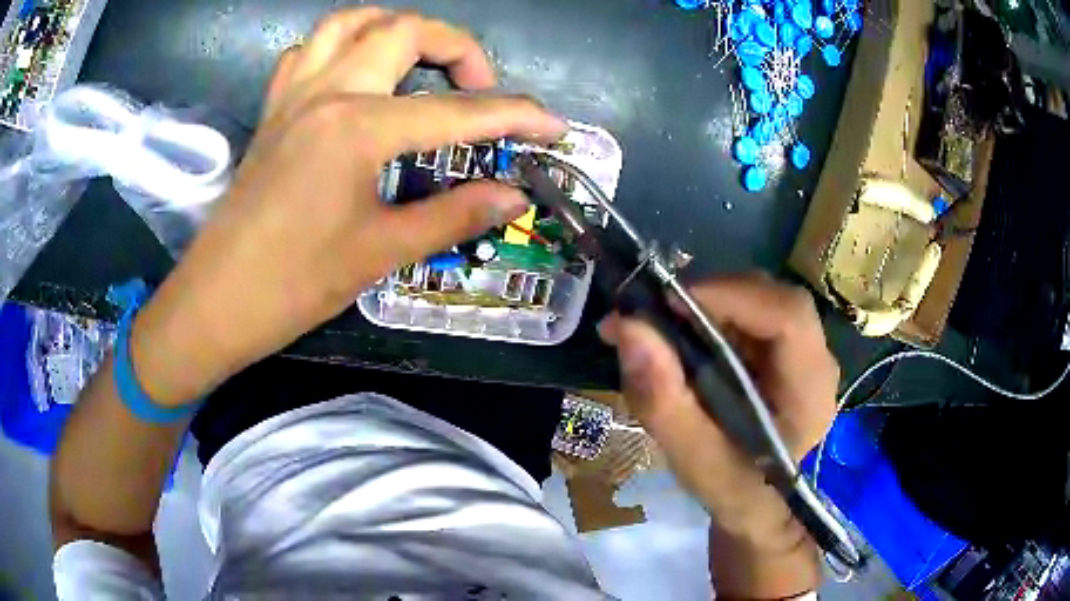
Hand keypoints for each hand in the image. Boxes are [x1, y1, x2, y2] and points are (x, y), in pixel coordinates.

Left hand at [129, 8, 566, 404]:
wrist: (217, 302)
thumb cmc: (294, 285)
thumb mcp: (381, 252)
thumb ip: (453, 213)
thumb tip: (513, 195)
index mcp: (358, 129)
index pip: (457, 111)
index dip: (514, 116)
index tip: (552, 126)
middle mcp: (327, 92)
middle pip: (405, 30)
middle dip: (458, 48)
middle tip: (478, 89)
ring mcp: (294, 94)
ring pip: (351, 22)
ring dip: (396, 29)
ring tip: (420, 63)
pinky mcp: (273, 109)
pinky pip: (308, 50)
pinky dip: (341, 45)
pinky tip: (354, 74)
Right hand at [599, 274, 836, 595]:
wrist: (753, 500)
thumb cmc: (729, 487)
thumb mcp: (691, 458)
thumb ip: (662, 400)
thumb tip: (628, 327)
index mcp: (809, 393)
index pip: (788, 317)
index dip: (731, 296)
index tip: (667, 303)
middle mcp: (818, 362)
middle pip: (774, 297)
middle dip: (712, 296)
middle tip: (655, 312)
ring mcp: (805, 351)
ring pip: (761, 297)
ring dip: (708, 302)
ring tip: (659, 323)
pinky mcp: (785, 348)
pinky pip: (750, 311)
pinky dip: (712, 312)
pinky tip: (681, 333)